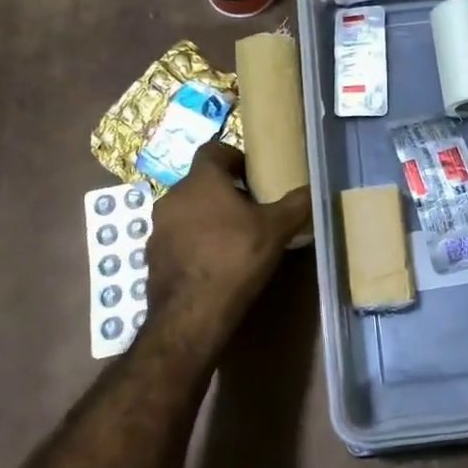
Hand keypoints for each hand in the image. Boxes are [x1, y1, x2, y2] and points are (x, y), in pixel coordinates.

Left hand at [145, 143, 310, 339]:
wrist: (191, 316)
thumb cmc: (234, 259)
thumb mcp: (276, 230)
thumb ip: (296, 204)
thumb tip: (314, 189)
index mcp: (201, 181)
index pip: (213, 150)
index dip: (234, 157)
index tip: (252, 175)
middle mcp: (173, 197)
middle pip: (201, 183)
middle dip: (224, 191)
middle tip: (251, 209)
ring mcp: (158, 229)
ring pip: (187, 211)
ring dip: (207, 218)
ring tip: (234, 238)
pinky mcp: (152, 258)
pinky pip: (177, 239)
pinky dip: (195, 243)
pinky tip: (215, 264)